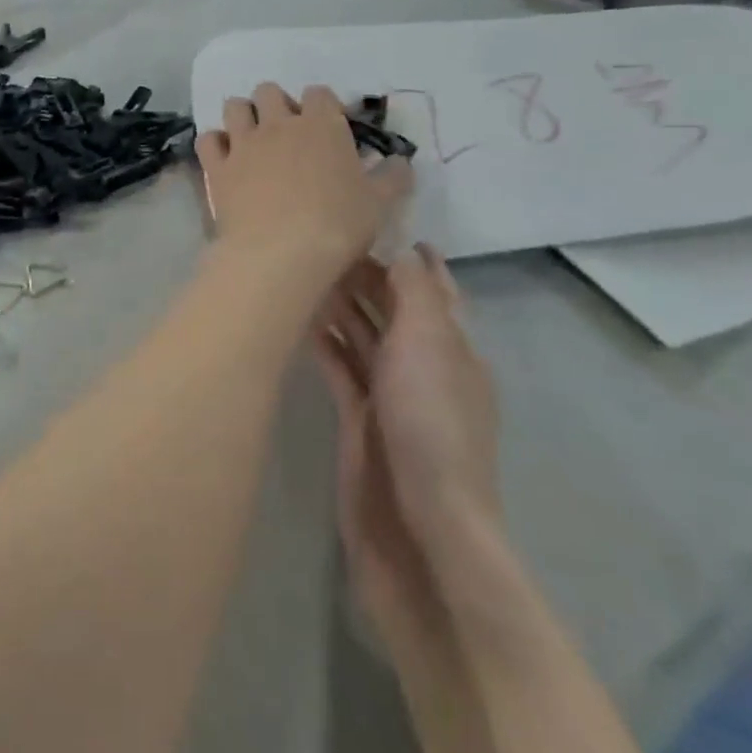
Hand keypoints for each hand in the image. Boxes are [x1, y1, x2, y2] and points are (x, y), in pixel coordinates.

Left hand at [196, 84, 410, 277]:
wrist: (281, 253)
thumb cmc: (338, 225)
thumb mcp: (379, 204)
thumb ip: (392, 178)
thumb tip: (402, 163)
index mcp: (321, 124)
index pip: (319, 94)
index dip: (323, 106)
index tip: (328, 127)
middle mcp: (279, 124)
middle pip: (270, 91)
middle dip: (277, 104)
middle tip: (287, 132)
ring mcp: (244, 143)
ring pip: (235, 107)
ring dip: (243, 116)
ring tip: (252, 139)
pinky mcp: (217, 167)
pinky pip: (208, 140)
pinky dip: (216, 144)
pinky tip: (225, 158)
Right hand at [320, 246, 501, 572]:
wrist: (419, 528)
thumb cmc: (431, 423)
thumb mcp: (430, 342)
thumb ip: (417, 292)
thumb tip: (406, 251)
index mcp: (452, 346)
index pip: (434, 290)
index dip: (414, 259)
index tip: (378, 224)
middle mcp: (423, 366)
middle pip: (393, 310)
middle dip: (366, 277)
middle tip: (322, 242)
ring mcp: (390, 396)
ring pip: (363, 337)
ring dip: (340, 306)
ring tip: (303, 273)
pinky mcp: (358, 421)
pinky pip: (340, 368)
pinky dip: (324, 344)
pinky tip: (299, 322)